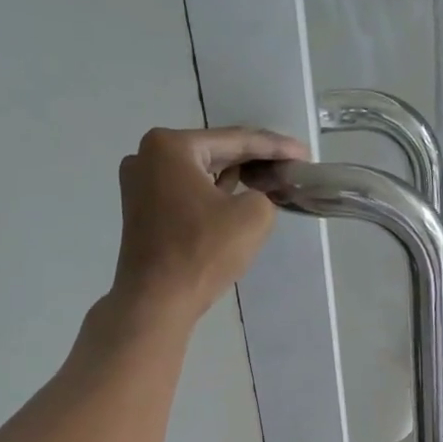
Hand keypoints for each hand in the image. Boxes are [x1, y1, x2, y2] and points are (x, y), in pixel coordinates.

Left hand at [114, 126, 307, 320]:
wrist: (157, 300)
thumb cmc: (202, 252)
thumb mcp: (253, 217)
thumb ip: (265, 195)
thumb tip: (255, 198)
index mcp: (171, 146)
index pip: (236, 140)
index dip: (276, 147)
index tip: (304, 154)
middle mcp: (147, 156)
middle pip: (215, 152)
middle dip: (253, 160)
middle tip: (289, 165)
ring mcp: (139, 184)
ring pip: (199, 172)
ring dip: (233, 176)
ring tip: (268, 180)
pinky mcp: (141, 210)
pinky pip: (186, 192)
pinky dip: (212, 194)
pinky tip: (235, 197)